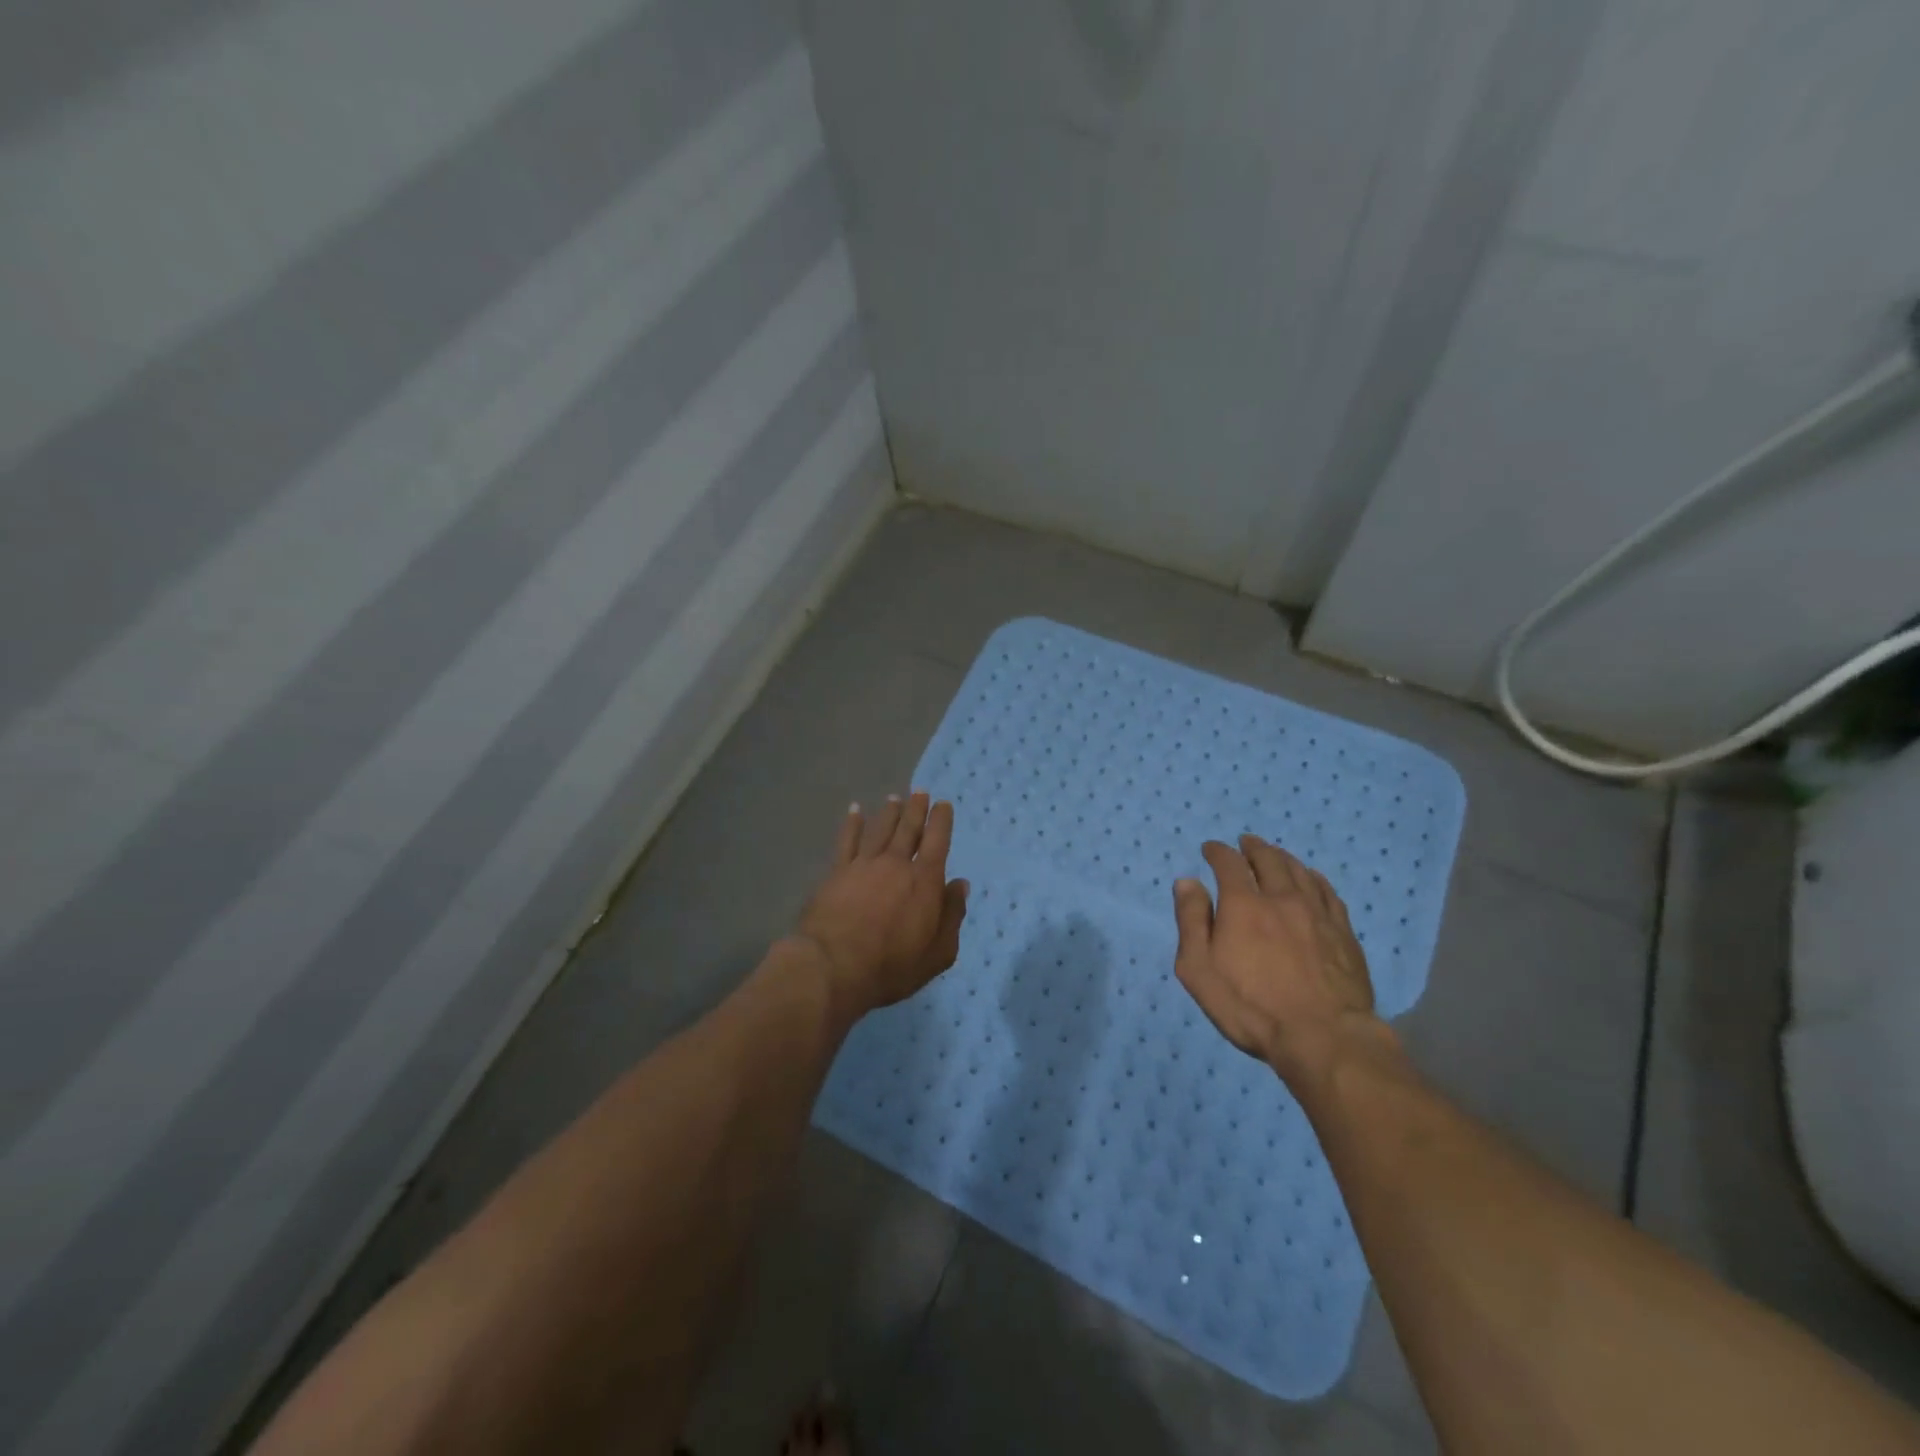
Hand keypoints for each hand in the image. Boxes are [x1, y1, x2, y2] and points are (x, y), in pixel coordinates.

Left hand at [793, 792, 968, 1019]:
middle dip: (916, 809)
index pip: (937, 842)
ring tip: (894, 798)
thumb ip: (952, 916)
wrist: (833, 967)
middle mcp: (896, 864)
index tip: (943, 804)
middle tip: (920, 792)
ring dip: (889, 812)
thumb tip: (960, 885)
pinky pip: (847, 840)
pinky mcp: (837, 872)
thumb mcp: (938, 953)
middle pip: (908, 829)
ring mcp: (863, 865)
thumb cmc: (892, 966)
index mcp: (925, 881)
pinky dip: (852, 823)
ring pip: (880, 829)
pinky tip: (855, 810)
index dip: (941, 821)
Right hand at [1172, 834, 1380, 1084]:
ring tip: (1274, 854)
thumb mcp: (1199, 970)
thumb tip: (1187, 882)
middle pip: (1268, 859)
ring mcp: (1317, 914)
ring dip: (1282, 857)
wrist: (1323, 1037)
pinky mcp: (1343, 933)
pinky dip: (1313, 878)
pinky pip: (1327, 892)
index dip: (1218, 852)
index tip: (1211, 848)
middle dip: (1253, 847)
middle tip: (1245, 842)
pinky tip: (1311, 879)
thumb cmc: (1250, 1007)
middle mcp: (1281, 898)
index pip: (1229, 864)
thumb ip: (1192, 922)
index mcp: (1243, 905)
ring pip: (1299, 871)